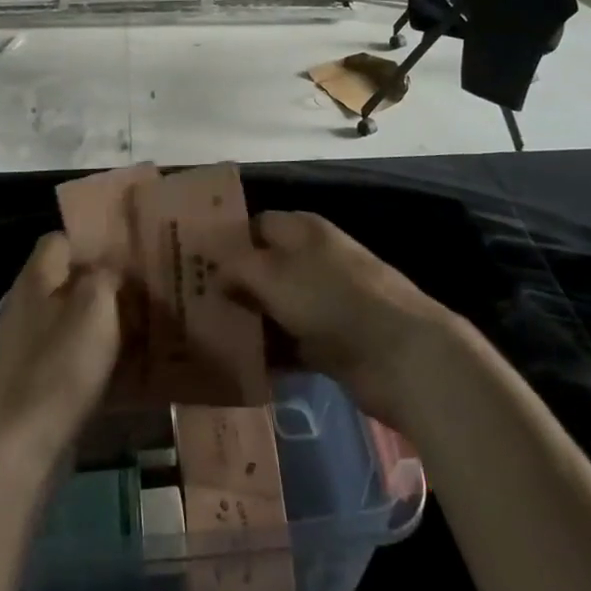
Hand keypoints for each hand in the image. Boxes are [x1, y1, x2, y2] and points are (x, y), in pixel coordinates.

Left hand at [0, 232, 121, 467]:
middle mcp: (27, 306)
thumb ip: (107, 277)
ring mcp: (27, 347)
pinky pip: (71, 358)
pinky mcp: (34, 383)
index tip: (129, 252)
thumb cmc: (58, 368)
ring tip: (144, 329)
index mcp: (36, 279)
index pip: (60, 239)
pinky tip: (125, 371)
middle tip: (146, 292)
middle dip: (106, 286)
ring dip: (105, 325)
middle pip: (69, 282)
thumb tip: (112, 270)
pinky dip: (96, 360)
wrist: (18, 449)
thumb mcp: (95, 307)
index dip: (94, 241)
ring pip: (74, 321)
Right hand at [213, 211, 454, 427]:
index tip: (191, 263)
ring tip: (205, 338)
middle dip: (231, 285)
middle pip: (263, 267)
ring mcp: (324, 302)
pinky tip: (239, 365)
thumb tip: (214, 273)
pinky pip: (289, 342)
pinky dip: (269, 353)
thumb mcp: (273, 274)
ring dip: (248, 322)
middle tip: (190, 305)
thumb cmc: (331, 299)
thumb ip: (237, 267)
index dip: (224, 240)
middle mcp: (312, 259)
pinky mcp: (331, 341)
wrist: (400, 354)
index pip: (254, 224)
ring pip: (274, 307)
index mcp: (302, 229)